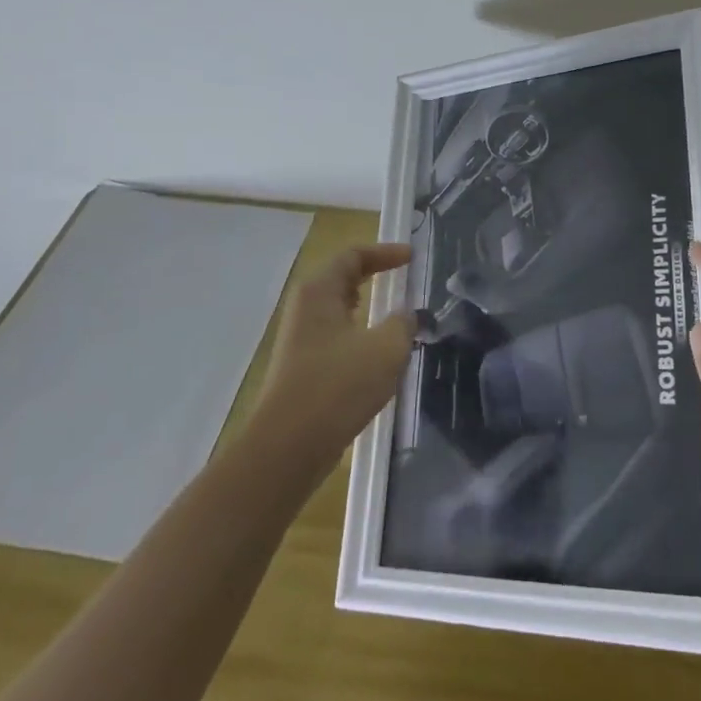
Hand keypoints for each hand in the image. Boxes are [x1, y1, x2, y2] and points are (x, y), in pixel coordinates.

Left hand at [252, 244, 416, 472]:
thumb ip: (403, 323)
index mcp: (319, 291)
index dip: (385, 252)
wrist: (287, 447)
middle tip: (405, 280)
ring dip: (368, 309)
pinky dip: (359, 335)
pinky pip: (336, 338)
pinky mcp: (303, 368)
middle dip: (375, 276)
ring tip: (397, 317)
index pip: (353, 255)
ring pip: (339, 311)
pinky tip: (378, 357)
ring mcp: (300, 339)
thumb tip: (407, 315)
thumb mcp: (385, 348)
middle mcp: (305, 308)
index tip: (412, 258)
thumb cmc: (337, 386)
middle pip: (343, 279)